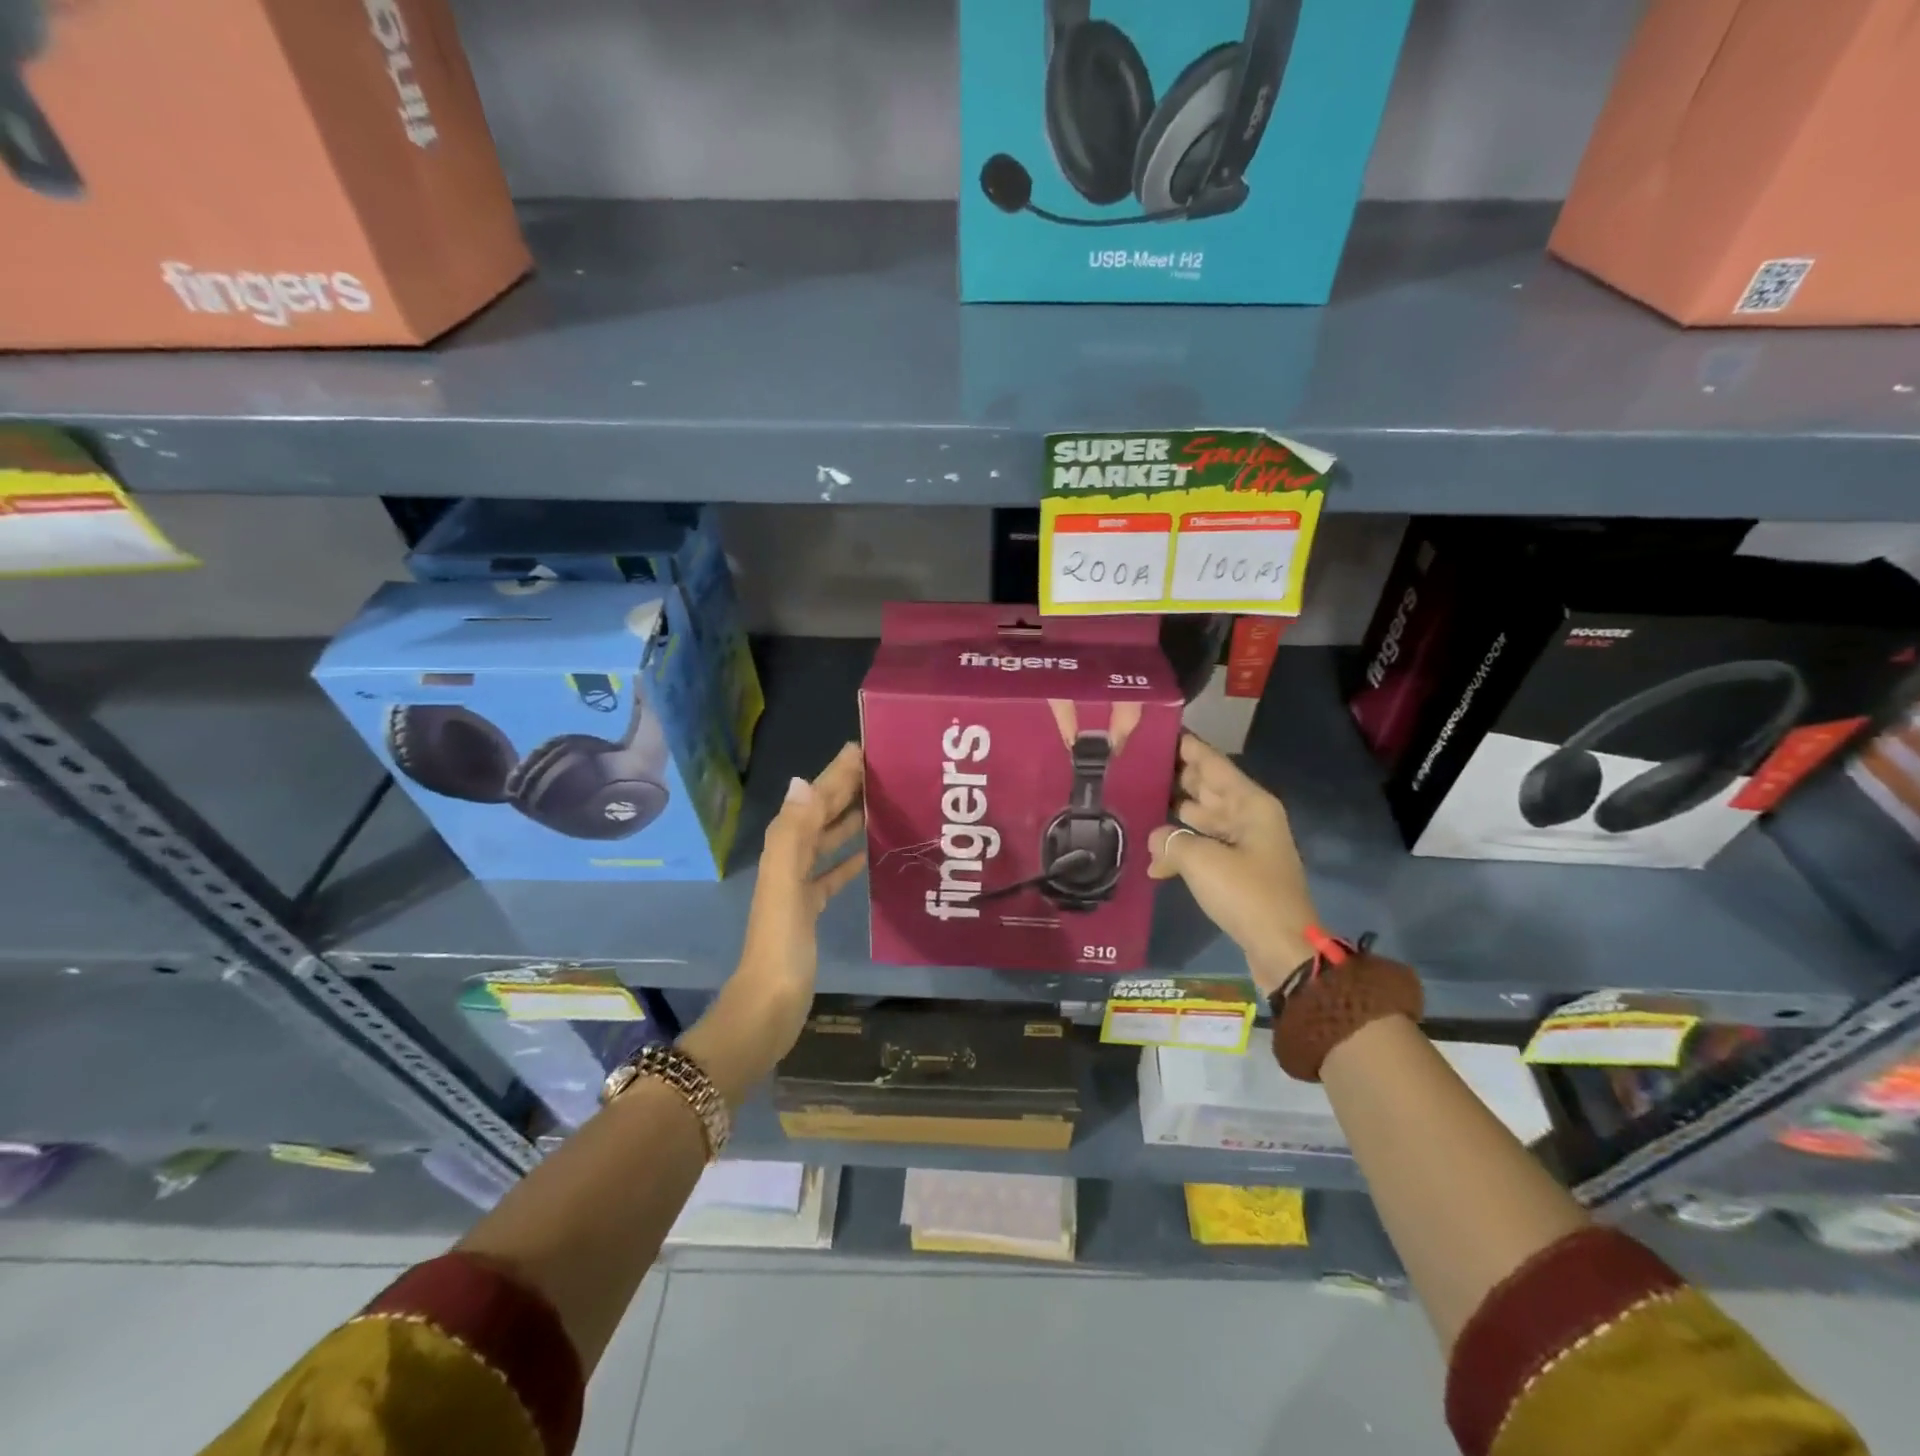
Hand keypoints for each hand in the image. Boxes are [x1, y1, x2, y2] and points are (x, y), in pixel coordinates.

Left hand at [737, 741, 865, 1044]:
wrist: (770, 1004)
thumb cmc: (781, 944)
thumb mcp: (786, 885)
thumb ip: (793, 835)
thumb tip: (802, 781)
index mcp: (783, 851)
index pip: (812, 802)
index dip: (833, 775)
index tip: (860, 748)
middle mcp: (788, 861)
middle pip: (818, 816)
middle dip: (842, 790)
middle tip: (877, 767)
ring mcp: (798, 887)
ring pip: (826, 842)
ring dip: (847, 819)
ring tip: (879, 801)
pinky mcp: (810, 910)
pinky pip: (831, 874)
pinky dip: (847, 859)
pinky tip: (867, 854)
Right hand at [1148, 733, 1316, 993]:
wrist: (1283, 950)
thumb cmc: (1247, 894)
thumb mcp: (1201, 862)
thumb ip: (1170, 841)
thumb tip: (1155, 839)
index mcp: (1249, 803)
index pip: (1211, 762)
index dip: (1184, 745)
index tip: (1153, 730)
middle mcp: (1247, 816)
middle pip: (1204, 787)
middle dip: (1172, 778)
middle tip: (1131, 767)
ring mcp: (1242, 844)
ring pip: (1199, 818)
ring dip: (1171, 818)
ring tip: (1132, 807)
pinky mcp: (1234, 870)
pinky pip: (1201, 848)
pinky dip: (1180, 853)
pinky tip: (1152, 865)